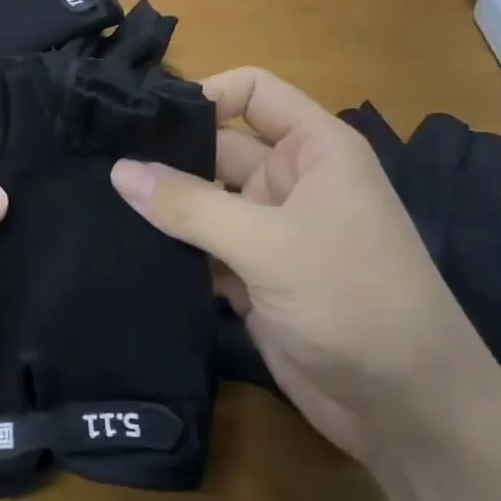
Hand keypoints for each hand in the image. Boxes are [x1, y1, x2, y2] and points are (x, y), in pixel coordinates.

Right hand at [109, 67, 492, 457]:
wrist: (404, 408)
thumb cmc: (352, 299)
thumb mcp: (269, 245)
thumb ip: (191, 206)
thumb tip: (119, 170)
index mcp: (313, 149)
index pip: (253, 91)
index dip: (204, 94)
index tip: (143, 119)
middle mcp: (290, 181)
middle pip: (217, 148)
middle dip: (165, 155)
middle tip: (96, 162)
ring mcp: (269, 232)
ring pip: (203, 202)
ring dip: (162, 207)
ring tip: (96, 202)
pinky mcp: (252, 277)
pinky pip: (202, 249)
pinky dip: (172, 250)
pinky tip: (122, 250)